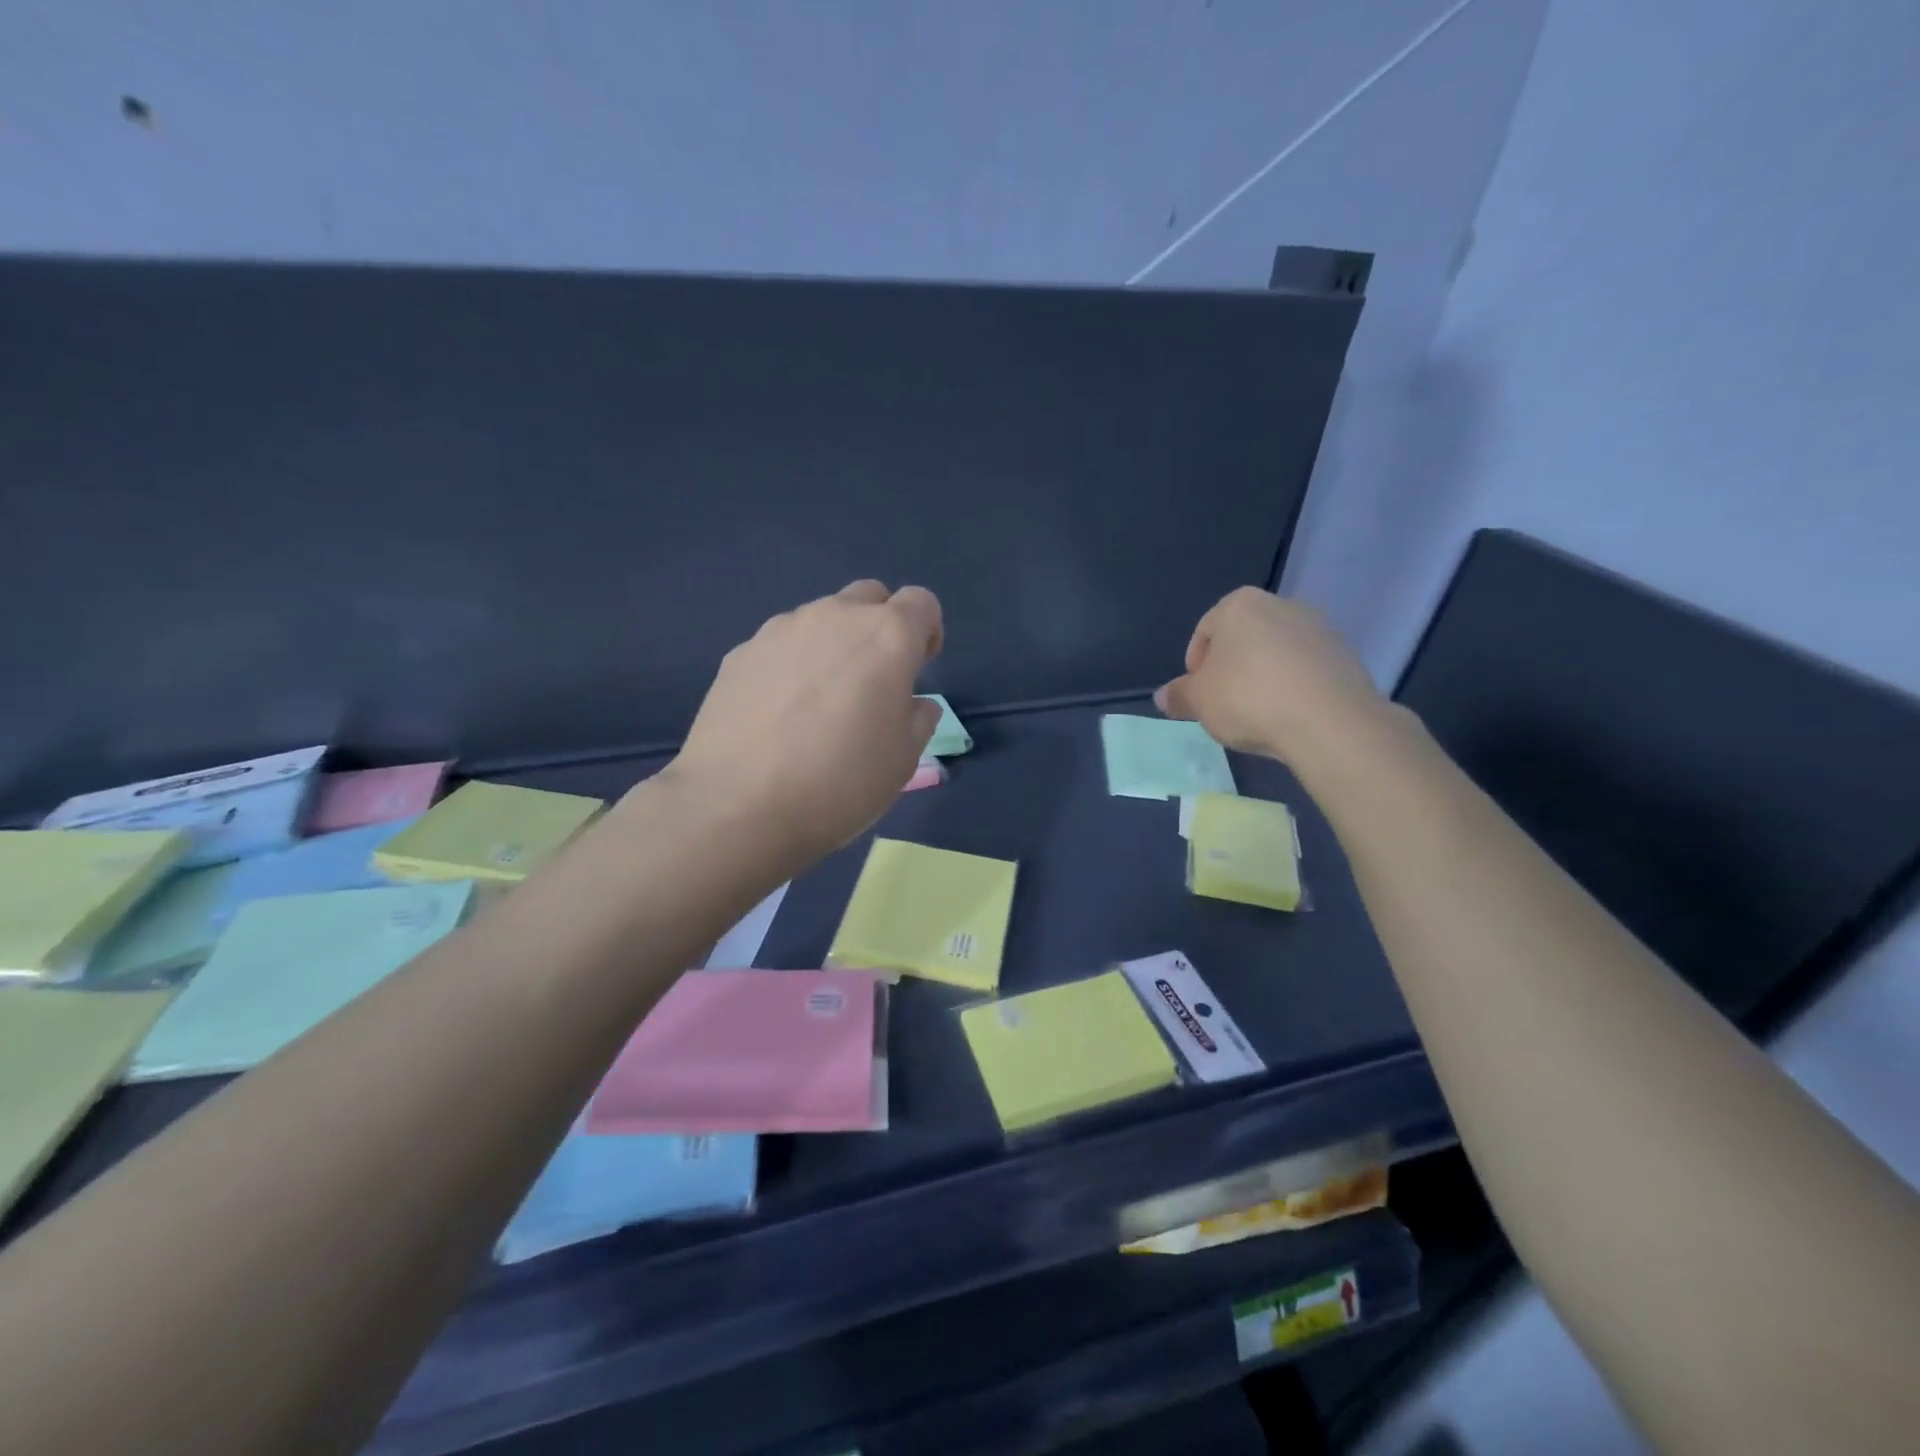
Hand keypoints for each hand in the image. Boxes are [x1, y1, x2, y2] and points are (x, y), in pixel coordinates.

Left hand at [664, 580, 944, 866]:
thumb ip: (918, 718)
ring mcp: (781, 630)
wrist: (738, 804)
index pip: (921, 602)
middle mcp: (834, 617)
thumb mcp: (904, 759)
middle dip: (880, 626)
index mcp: (886, 636)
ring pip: (821, 619)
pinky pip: (781, 646)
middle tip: (874, 679)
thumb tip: (911, 703)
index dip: (928, 631)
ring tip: (820, 702)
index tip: (919, 668)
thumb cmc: (840, 782)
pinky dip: (792, 665)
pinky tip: (779, 714)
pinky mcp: (740, 652)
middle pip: (869, 597)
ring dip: (833, 644)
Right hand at [1154, 587, 1388, 767]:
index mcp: (1239, 605)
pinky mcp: (1345, 655)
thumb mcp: (1198, 702)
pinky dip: (1294, 688)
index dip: (1196, 667)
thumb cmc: (1248, 698)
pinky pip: (1306, 670)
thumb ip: (1178, 696)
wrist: (1328, 721)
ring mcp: (1318, 628)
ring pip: (1276, 654)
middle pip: (1243, 639)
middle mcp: (1281, 605)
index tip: (1198, 696)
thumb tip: (1163, 696)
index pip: (1205, 631)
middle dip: (1231, 670)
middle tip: (1225, 705)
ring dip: (1264, 678)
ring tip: (1259, 715)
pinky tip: (1289, 716)